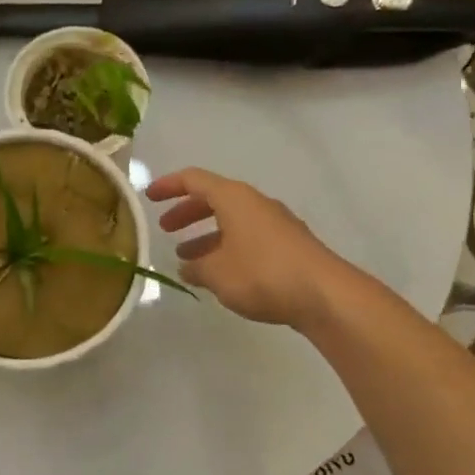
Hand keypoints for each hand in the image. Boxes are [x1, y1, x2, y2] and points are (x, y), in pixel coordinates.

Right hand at [146, 167, 337, 329]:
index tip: (149, 197)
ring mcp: (275, 223)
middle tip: (166, 228)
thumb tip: (188, 266)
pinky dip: (227, 247)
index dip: (168, 186)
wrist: (325, 295)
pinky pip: (248, 237)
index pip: (193, 179)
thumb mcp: (216, 273)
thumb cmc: (262, 273)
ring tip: (187, 259)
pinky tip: (220, 273)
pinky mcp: (289, 245)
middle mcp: (255, 203)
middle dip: (187, 212)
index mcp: (233, 198)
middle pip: (213, 198)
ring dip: (206, 234)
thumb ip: (196, 267)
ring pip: (232, 220)